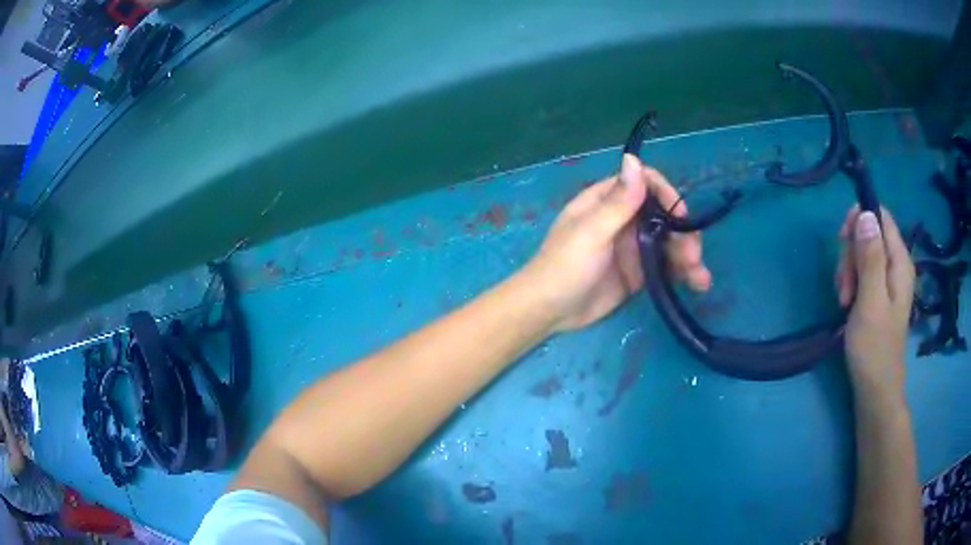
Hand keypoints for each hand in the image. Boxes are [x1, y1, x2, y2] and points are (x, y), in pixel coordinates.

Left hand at [526, 154, 710, 331]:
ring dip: (688, 255)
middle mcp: (624, 220)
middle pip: (664, 215)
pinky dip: (683, 273)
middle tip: (693, 256)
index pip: (645, 184)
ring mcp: (633, 247)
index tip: (681, 216)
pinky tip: (698, 283)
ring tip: (700, 277)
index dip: (667, 195)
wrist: (549, 312)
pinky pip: (666, 267)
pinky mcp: (639, 273)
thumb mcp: (591, 232)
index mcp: (608, 201)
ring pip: (669, 242)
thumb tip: (633, 158)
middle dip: (683, 232)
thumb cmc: (564, 266)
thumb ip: (617, 201)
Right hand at [835, 207, 914, 395]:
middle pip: (870, 234)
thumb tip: (865, 213)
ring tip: (844, 300)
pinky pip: (863, 273)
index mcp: (900, 262)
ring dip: (848, 271)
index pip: (881, 216)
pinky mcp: (879, 295)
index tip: (842, 240)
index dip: (860, 218)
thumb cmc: (874, 348)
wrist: (876, 391)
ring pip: (863, 255)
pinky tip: (846, 304)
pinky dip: (851, 284)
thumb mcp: (870, 301)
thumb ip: (870, 257)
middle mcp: (896, 265)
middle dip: (851, 253)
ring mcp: (888, 281)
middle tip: (844, 286)